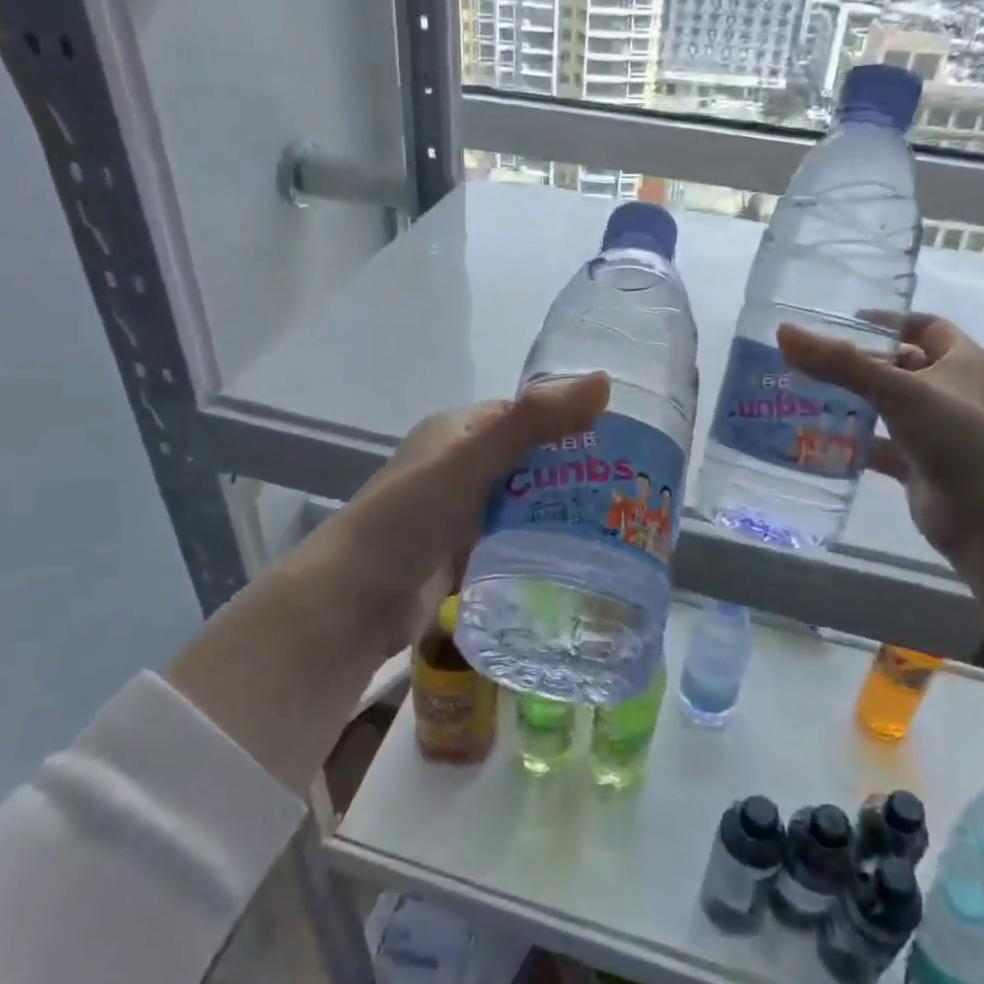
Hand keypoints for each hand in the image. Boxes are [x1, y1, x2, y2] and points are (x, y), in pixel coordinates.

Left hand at [298, 374, 610, 657]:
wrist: (353, 601)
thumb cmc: (408, 517)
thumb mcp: (470, 460)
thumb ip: (532, 423)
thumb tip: (603, 382)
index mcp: (458, 432)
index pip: (526, 417)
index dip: (570, 423)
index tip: (623, 443)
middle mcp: (459, 467)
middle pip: (529, 462)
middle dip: (573, 473)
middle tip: (630, 492)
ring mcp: (460, 514)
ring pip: (523, 505)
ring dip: (560, 512)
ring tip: (619, 525)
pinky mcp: (463, 555)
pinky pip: (512, 542)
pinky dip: (540, 546)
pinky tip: (581, 558)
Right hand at [779, 313, 983, 559]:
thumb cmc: (960, 437)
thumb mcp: (899, 391)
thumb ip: (840, 363)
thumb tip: (784, 332)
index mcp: (963, 361)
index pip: (923, 327)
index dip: (887, 321)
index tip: (842, 322)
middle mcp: (952, 392)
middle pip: (900, 367)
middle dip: (858, 363)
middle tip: (809, 360)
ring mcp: (936, 432)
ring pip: (886, 408)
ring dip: (851, 403)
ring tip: (801, 394)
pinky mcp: (919, 466)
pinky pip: (879, 447)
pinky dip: (852, 443)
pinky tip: (815, 440)